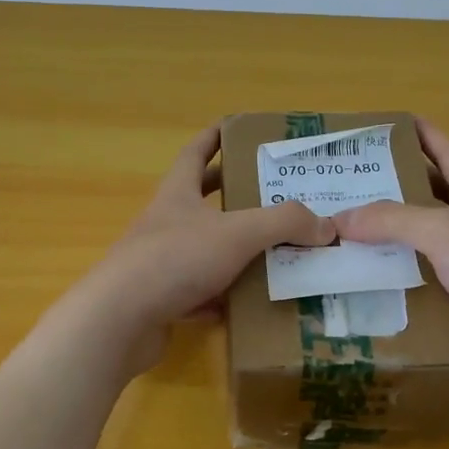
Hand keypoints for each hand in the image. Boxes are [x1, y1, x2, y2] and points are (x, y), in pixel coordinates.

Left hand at [64, 125, 336, 375]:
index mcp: (177, 194)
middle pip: (199, 201)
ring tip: (271, 252)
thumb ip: (285, 223)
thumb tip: (327, 225)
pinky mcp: (160, 300)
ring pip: (202, 250)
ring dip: (232, 250)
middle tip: (269, 195)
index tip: (235, 129)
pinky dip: (220, 297)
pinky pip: (198, 293)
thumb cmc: (176, 259)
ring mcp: (159, 263)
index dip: (214, 138)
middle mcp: (165, 223)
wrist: (121, 319)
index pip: (195, 154)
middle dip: (231, 195)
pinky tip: (244, 305)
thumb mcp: (238, 232)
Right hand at [332, 120, 448, 394]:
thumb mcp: (444, 231)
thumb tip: (339, 218)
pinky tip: (369, 284)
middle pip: (429, 198)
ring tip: (345, 236)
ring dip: (390, 241)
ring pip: (424, 244)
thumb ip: (392, 221)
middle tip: (344, 189)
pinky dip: (400, 280)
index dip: (418, 133)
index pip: (445, 151)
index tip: (383, 124)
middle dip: (391, 191)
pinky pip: (427, 282)